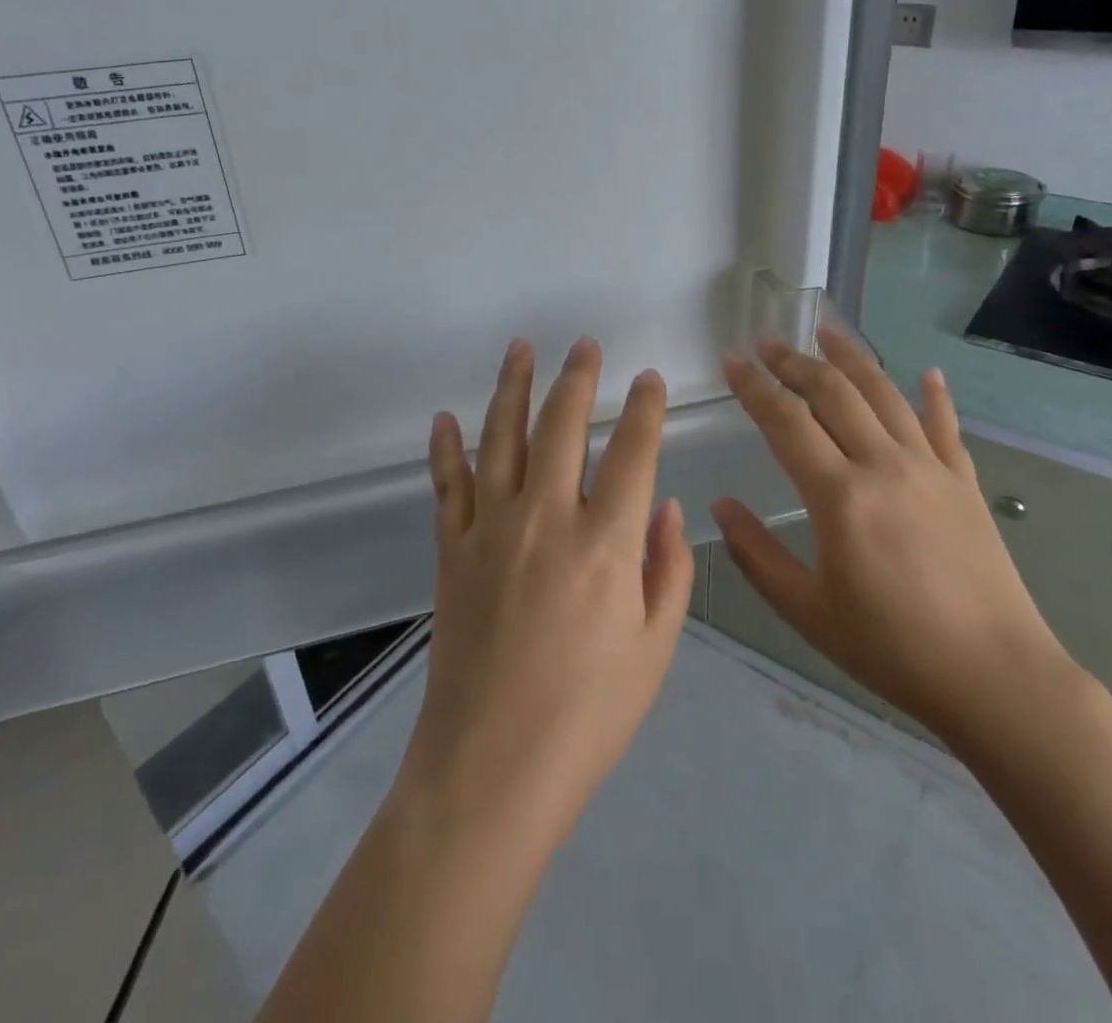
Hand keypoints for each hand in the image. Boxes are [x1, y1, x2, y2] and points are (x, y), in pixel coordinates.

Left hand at [398, 336, 694, 847]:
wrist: (491, 767)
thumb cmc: (588, 716)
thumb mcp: (655, 650)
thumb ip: (667, 569)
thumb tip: (666, 506)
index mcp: (605, 544)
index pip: (632, 453)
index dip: (644, 410)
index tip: (648, 380)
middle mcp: (546, 518)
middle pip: (562, 426)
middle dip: (577, 378)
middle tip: (584, 345)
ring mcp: (490, 529)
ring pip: (502, 438)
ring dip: (512, 388)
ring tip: (520, 349)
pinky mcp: (451, 551)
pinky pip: (447, 485)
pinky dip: (445, 449)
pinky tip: (444, 419)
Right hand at [713, 328, 1070, 746]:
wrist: (995, 679)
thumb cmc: (890, 648)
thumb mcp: (805, 609)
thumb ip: (756, 553)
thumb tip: (720, 505)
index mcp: (839, 495)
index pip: (785, 421)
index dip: (753, 386)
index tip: (731, 361)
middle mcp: (884, 465)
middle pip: (834, 393)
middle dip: (795, 361)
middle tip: (766, 342)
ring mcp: (931, 469)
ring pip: (885, 394)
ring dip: (852, 358)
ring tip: (828, 331)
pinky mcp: (965, 483)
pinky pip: (944, 426)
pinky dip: (933, 395)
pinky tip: (926, 373)